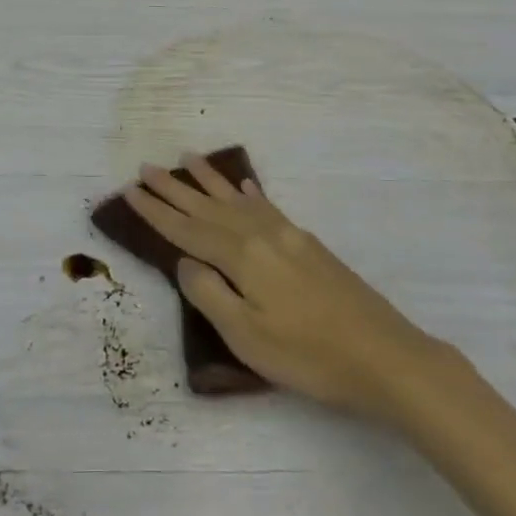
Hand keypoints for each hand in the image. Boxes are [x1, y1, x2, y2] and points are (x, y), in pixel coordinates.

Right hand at [122, 152, 447, 420]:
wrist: (385, 356)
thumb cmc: (309, 356)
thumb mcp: (247, 336)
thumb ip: (209, 294)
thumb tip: (185, 261)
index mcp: (242, 256)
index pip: (187, 230)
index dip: (156, 212)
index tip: (130, 191)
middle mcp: (262, 234)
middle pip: (208, 207)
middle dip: (175, 188)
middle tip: (146, 168)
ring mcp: (289, 236)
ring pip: (237, 201)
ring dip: (210, 181)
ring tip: (187, 158)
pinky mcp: (309, 245)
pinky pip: (268, 207)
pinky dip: (251, 195)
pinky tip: (245, 188)